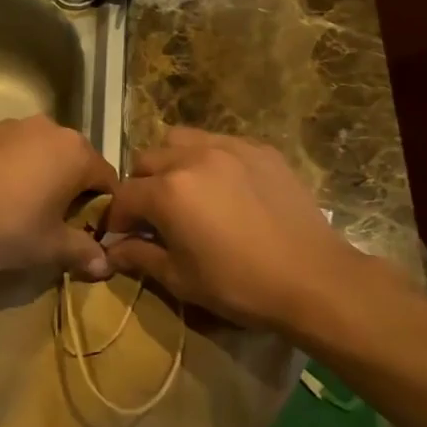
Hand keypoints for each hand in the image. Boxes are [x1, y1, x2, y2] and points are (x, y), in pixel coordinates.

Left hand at [0, 115, 118, 278]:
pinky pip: (17, 152)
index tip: (92, 235)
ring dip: (46, 179)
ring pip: (45, 155)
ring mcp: (15, 126)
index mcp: (76, 151)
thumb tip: (105, 264)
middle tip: (61, 226)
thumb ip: (82, 251)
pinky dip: (19, 171)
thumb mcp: (50, 247)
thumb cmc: (5, 227)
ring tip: (29, 212)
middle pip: (77, 163)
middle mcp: (51, 128)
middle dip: (75, 192)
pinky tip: (1, 198)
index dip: (105, 210)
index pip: (108, 180)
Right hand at [104, 129, 394, 332]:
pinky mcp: (261, 150)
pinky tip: (224, 187)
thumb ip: (140, 257)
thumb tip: (113, 250)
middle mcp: (193, 157)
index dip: (117, 218)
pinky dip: (208, 159)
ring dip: (171, 162)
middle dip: (140, 186)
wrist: (313, 279)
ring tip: (185, 190)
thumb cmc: (239, 286)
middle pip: (147, 159)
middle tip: (153, 215)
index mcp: (168, 191)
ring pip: (181, 140)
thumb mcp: (181, 279)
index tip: (123, 237)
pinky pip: (220, 142)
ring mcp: (230, 147)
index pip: (124, 195)